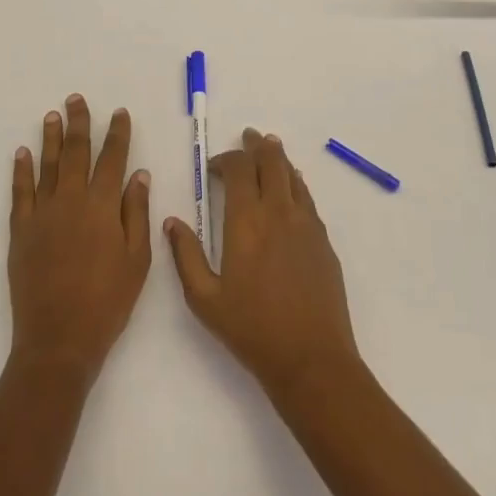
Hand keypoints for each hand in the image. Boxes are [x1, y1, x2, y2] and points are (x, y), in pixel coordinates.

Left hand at [8, 95, 150, 383]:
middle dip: (78, 123)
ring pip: (46, 165)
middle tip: (76, 99)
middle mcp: (71, 200)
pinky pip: (20, 192)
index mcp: (103, 206)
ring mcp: (42, 214)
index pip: (112, 158)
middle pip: (75, 151)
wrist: (58, 340)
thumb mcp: (137, 260)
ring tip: (52, 115)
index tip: (119, 113)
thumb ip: (137, 213)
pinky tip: (22, 153)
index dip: (117, 134)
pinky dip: (21, 170)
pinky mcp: (20, 231)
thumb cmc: (107, 302)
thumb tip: (138, 174)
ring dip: (50, 137)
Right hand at [165, 129, 361, 397]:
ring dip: (278, 158)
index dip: (225, 159)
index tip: (213, 167)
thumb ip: (186, 255)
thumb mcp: (204, 299)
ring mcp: (306, 223)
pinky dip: (295, 183)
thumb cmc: (252, 330)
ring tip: (269, 148)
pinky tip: (292, 187)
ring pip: (292, 174)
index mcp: (246, 220)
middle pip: (270, 160)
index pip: (238, 169)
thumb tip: (172, 221)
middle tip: (248, 137)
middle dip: (256, 145)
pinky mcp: (323, 239)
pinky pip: (307, 197)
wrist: (311, 359)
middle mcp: (278, 211)